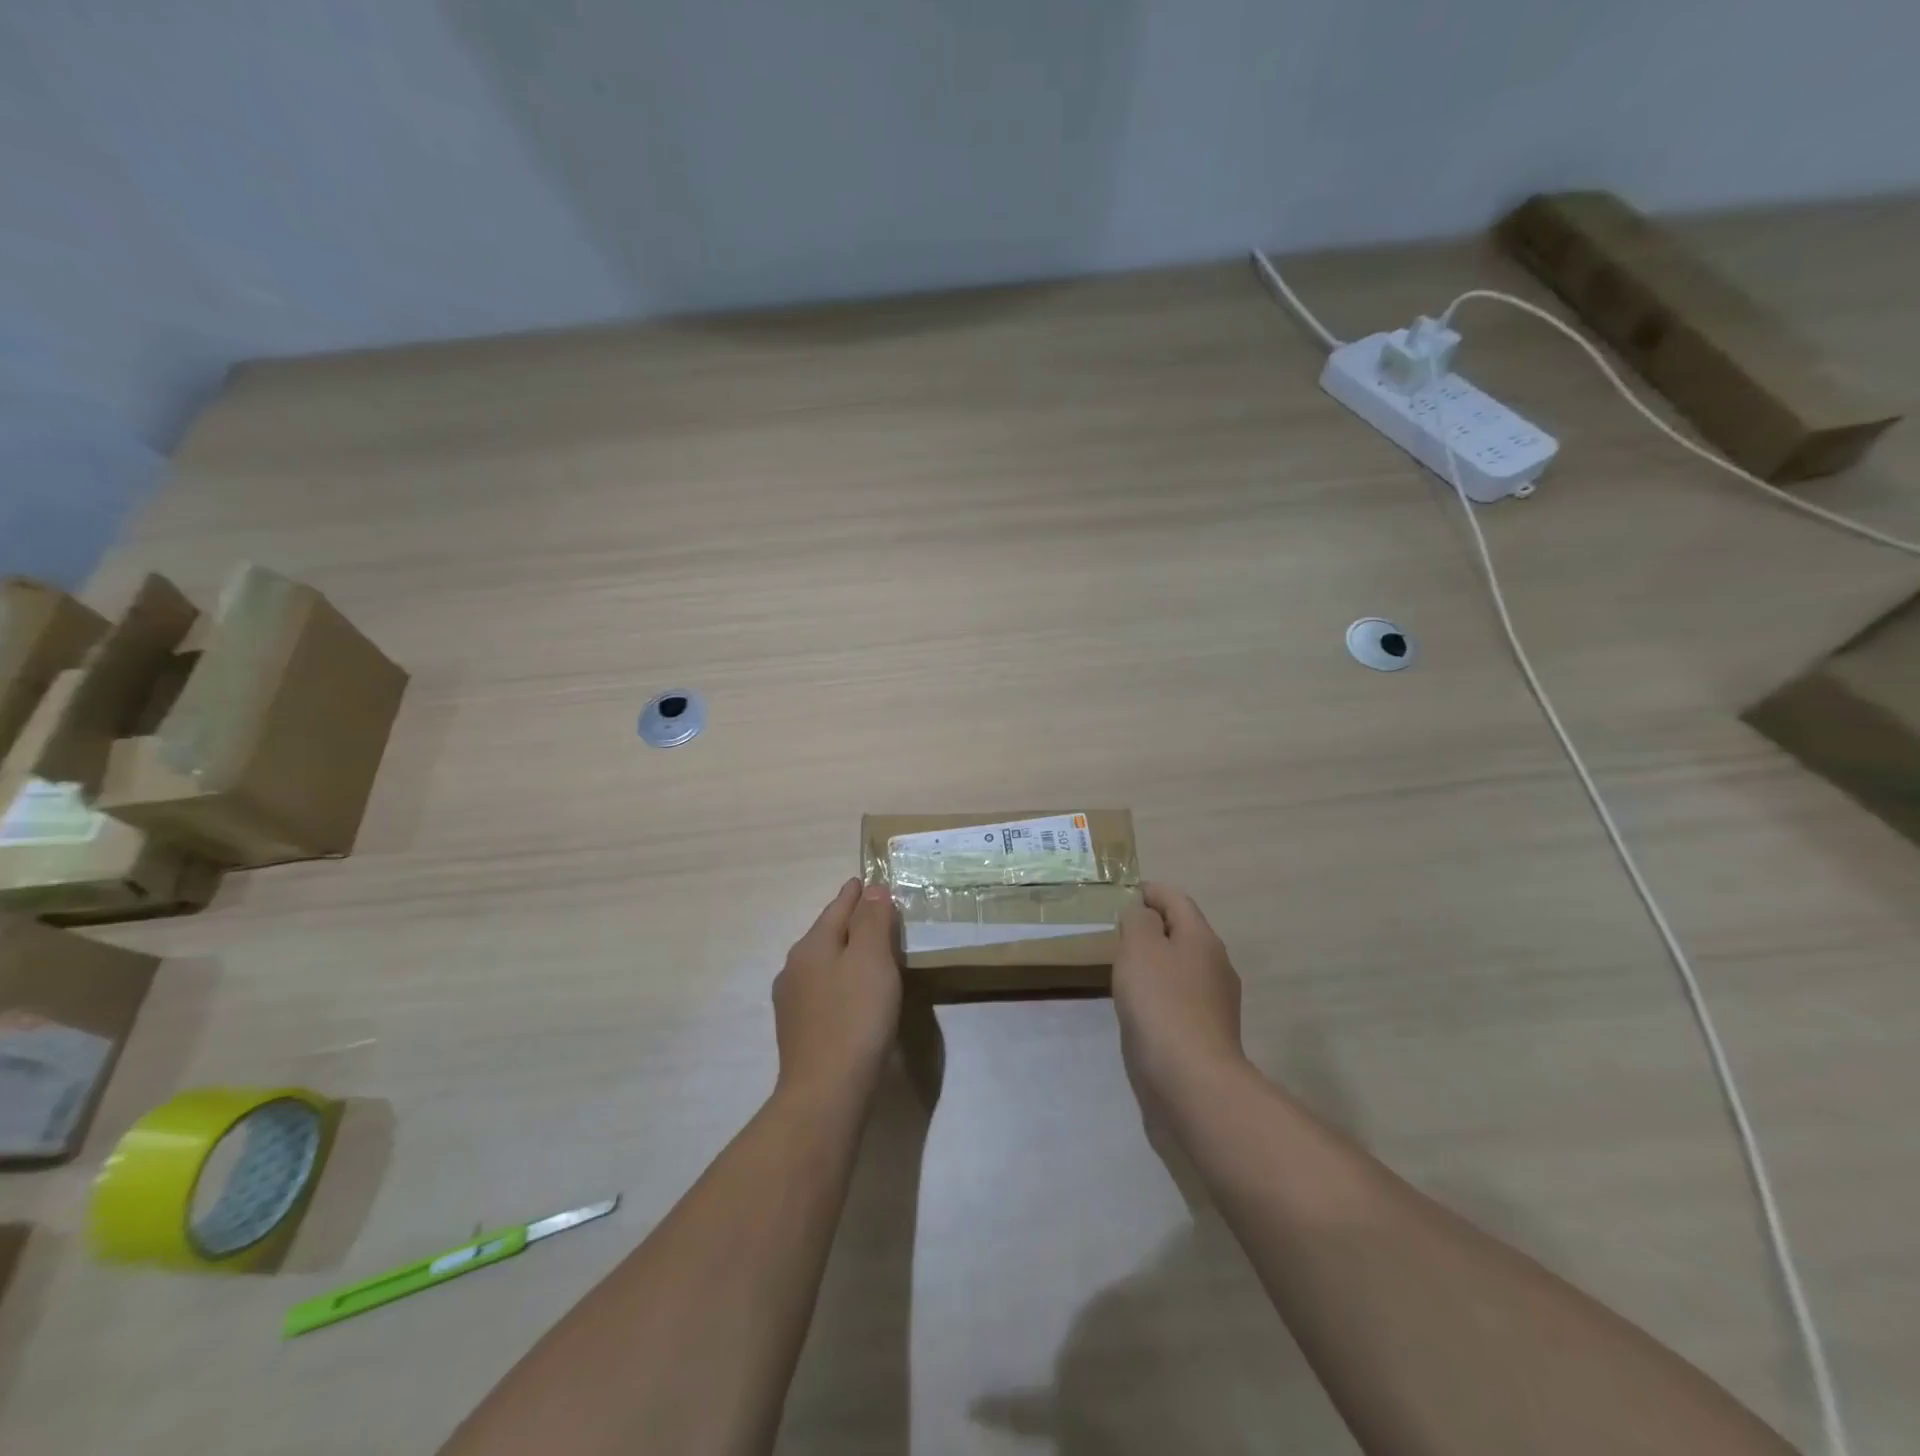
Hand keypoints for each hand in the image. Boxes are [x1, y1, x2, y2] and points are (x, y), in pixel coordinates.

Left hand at [774, 879, 902, 1104]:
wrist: (825, 1093)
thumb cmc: (855, 1018)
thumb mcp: (871, 960)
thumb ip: (872, 921)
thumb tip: (872, 890)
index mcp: (811, 946)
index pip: (837, 907)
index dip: (855, 893)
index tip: (867, 880)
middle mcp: (794, 968)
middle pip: (827, 933)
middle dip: (850, 921)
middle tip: (877, 913)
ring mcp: (792, 1001)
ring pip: (824, 962)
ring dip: (845, 952)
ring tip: (870, 951)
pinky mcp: (799, 1030)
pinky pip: (824, 989)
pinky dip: (841, 979)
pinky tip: (854, 992)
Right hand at [1113, 883, 1247, 1110]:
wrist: (1190, 1082)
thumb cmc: (1161, 1004)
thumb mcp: (1140, 948)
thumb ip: (1138, 921)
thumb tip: (1142, 915)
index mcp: (1202, 938)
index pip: (1177, 899)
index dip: (1150, 891)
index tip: (1125, 893)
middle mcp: (1215, 965)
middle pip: (1183, 932)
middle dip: (1153, 926)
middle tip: (1119, 930)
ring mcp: (1214, 1003)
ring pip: (1181, 967)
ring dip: (1156, 961)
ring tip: (1124, 967)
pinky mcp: (1205, 1034)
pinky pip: (1179, 998)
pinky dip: (1159, 992)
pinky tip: (1138, 1006)